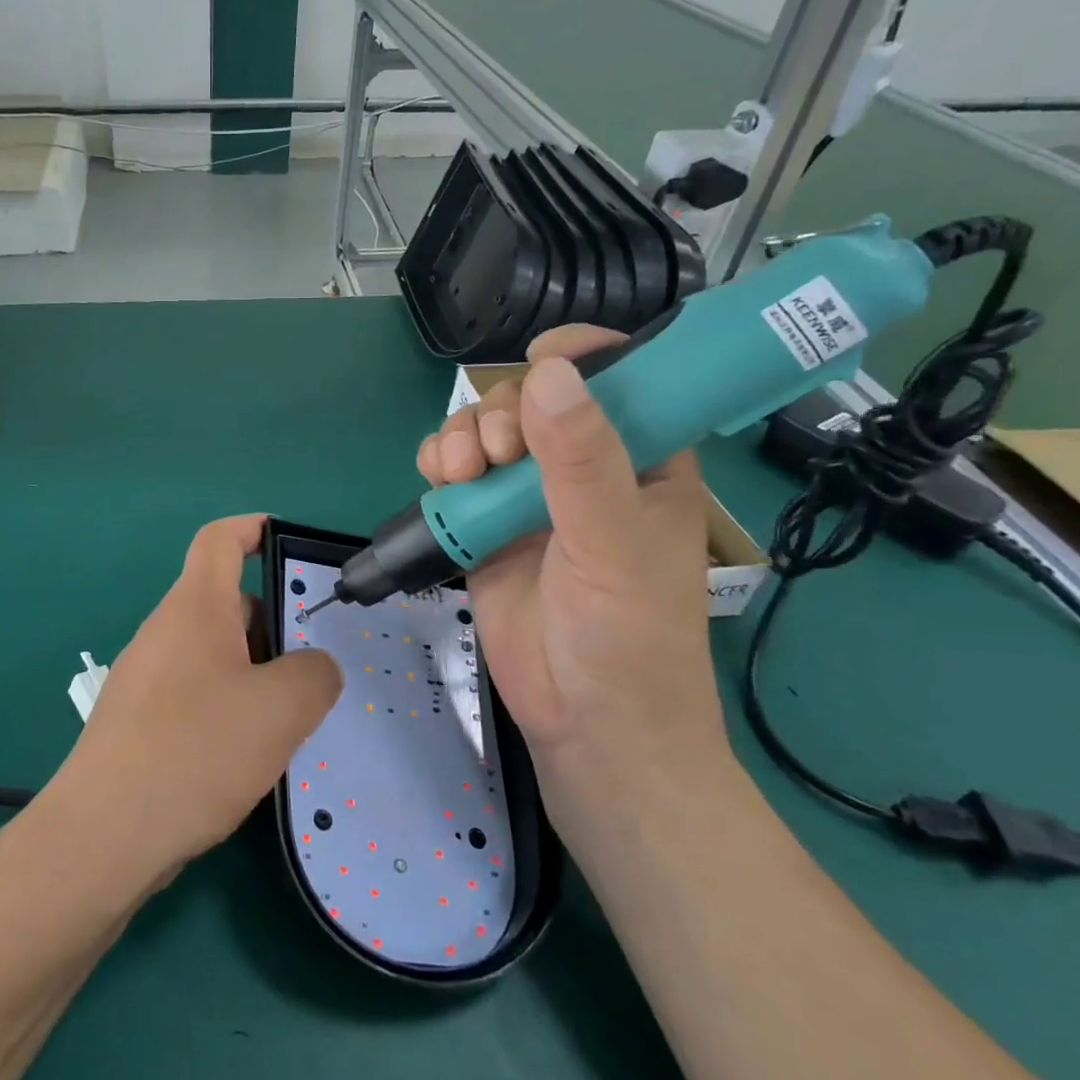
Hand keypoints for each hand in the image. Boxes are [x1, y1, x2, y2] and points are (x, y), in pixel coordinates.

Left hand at [58, 514, 341, 876]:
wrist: (102, 836)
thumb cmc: (194, 752)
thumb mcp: (279, 710)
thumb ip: (314, 675)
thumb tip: (313, 668)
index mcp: (195, 608)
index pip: (220, 539)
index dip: (254, 528)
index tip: (291, 545)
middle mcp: (165, 631)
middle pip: (226, 602)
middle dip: (274, 624)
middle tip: (314, 667)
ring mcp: (147, 676)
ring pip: (215, 653)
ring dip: (255, 673)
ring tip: (290, 719)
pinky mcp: (140, 719)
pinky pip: (196, 691)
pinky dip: (229, 705)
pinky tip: (248, 755)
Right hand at [417, 327, 728, 816]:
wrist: (585, 722)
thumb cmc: (628, 633)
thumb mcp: (614, 541)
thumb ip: (581, 459)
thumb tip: (547, 374)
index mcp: (641, 460)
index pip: (619, 379)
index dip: (581, 357)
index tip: (541, 360)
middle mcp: (583, 469)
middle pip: (532, 401)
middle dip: (501, 412)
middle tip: (493, 454)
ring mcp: (529, 498)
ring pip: (485, 433)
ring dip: (461, 437)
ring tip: (457, 471)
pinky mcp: (485, 526)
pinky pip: (455, 475)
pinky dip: (439, 466)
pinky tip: (438, 480)